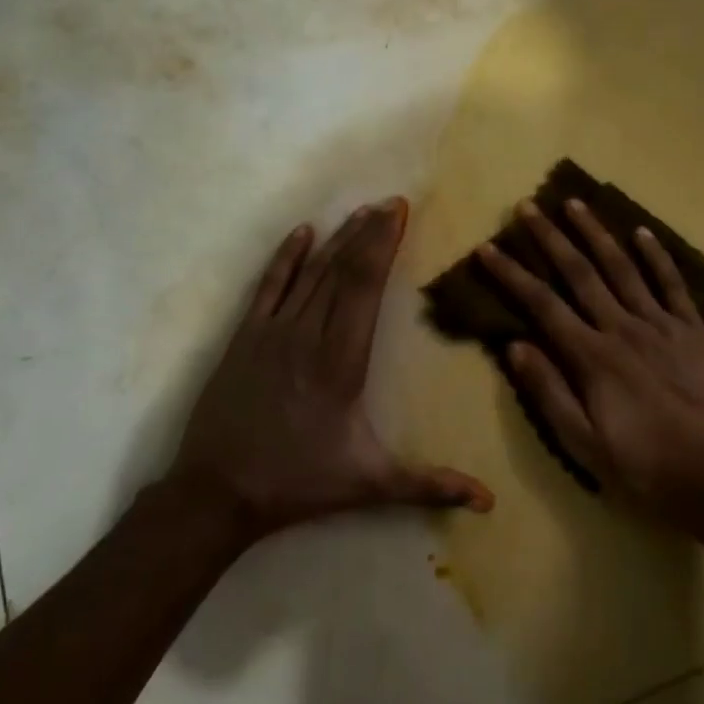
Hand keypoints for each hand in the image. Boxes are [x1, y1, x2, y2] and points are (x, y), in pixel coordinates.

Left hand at [166, 199, 493, 543]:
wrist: (215, 493)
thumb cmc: (297, 482)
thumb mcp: (369, 484)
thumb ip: (430, 486)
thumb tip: (488, 501)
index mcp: (341, 360)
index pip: (365, 286)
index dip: (383, 244)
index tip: (399, 212)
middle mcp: (308, 334)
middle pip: (342, 269)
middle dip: (368, 232)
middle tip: (390, 202)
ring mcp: (272, 332)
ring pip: (310, 273)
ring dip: (337, 239)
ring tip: (360, 211)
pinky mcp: (244, 338)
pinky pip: (268, 287)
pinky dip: (286, 258)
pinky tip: (301, 233)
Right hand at [477, 199, 703, 530]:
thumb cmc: (645, 467)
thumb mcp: (585, 444)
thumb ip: (549, 392)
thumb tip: (515, 346)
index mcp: (592, 357)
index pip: (541, 305)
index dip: (511, 274)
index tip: (488, 247)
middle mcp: (623, 328)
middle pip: (579, 273)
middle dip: (550, 237)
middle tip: (527, 206)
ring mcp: (661, 325)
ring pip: (623, 267)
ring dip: (596, 233)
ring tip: (574, 202)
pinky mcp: (693, 331)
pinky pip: (672, 284)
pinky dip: (657, 256)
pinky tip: (642, 232)